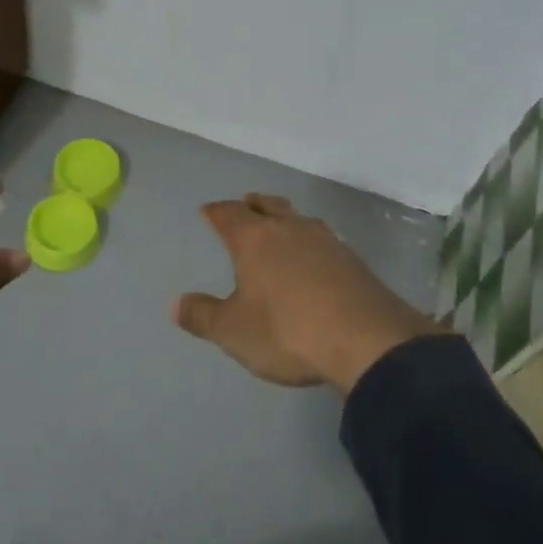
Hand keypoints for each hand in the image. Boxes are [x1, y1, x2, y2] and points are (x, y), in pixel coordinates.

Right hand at [173, 193, 441, 393]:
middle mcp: (291, 230)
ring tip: (281, 226)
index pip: (229, 215)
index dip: (216, 212)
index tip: (208, 210)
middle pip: (269, 206)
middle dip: (254, 204)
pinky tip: (315, 257)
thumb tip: (175, 304)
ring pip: (299, 219)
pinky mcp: (354, 261)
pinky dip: (311, 243)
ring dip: (286, 219)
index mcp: (256, 239)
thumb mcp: (234, 331)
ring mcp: (327, 242)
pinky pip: (323, 241)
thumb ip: (203, 315)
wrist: (367, 340)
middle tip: (246, 203)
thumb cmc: (287, 331)